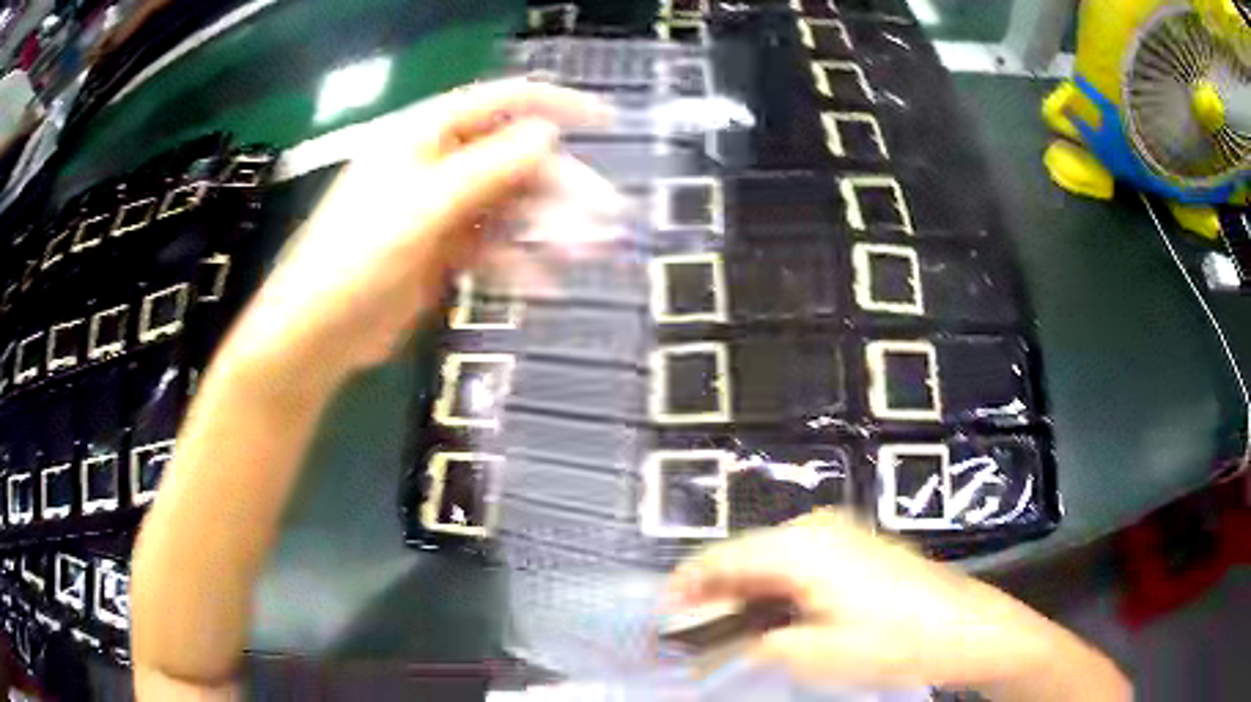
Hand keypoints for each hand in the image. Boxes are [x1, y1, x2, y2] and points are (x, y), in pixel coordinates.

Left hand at [229, 79, 608, 374]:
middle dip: (561, 186)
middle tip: (607, 215)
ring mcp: (439, 209)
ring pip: (508, 206)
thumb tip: (547, 134)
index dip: (556, 107)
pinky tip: (544, 282)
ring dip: (548, 227)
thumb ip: (487, 168)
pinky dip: (518, 261)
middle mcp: (436, 164)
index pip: (501, 103)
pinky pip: (492, 246)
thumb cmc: (359, 258)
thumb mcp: (424, 207)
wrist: (319, 332)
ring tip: (589, 251)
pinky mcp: (442, 251)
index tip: (606, 123)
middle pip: (513, 161)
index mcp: (425, 136)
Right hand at [667, 511, 1129, 698]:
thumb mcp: (812, 653)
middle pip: (742, 559)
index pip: (719, 560)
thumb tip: (714, 648)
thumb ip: (754, 646)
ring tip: (719, 635)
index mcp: (799, 546)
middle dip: (711, 597)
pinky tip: (765, 621)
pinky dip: (770, 593)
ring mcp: (837, 535)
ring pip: (766, 564)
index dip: (684, 590)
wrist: (961, 626)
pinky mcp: (852, 548)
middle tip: (687, 636)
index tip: (659, 620)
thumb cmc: (892, 639)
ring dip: (740, 597)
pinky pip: (792, 566)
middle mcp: (813, 529)